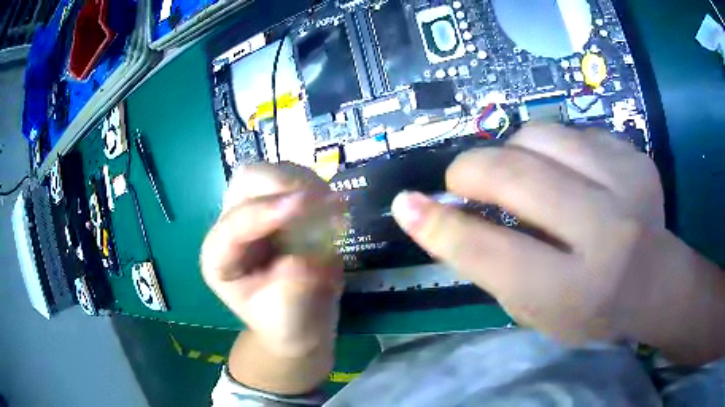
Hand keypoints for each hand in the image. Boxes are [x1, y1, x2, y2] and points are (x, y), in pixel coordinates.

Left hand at [200, 163, 342, 356]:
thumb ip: (293, 289)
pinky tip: (333, 208)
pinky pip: (295, 179)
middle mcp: (231, 227)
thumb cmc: (288, 323)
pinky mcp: (278, 206)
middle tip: (322, 198)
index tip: (306, 203)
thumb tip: (305, 260)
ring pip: (272, 171)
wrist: (300, 321)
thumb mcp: (289, 318)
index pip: (235, 224)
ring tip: (332, 206)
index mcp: (220, 258)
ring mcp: (254, 212)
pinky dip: (316, 186)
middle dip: (284, 183)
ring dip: (304, 181)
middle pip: (247, 179)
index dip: (267, 211)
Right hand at [392, 125, 664, 342]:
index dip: (441, 227)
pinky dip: (555, 149)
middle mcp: (605, 231)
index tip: (407, 206)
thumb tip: (434, 216)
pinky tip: (567, 175)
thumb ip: (489, 266)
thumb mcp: (535, 311)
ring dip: (513, 152)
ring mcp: (626, 183)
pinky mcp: (634, 156)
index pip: (493, 253)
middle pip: (516, 176)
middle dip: (472, 171)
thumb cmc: (592, 312)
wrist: (658, 282)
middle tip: (463, 181)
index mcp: (574, 289)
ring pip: (542, 136)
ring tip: (519, 175)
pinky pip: (573, 132)